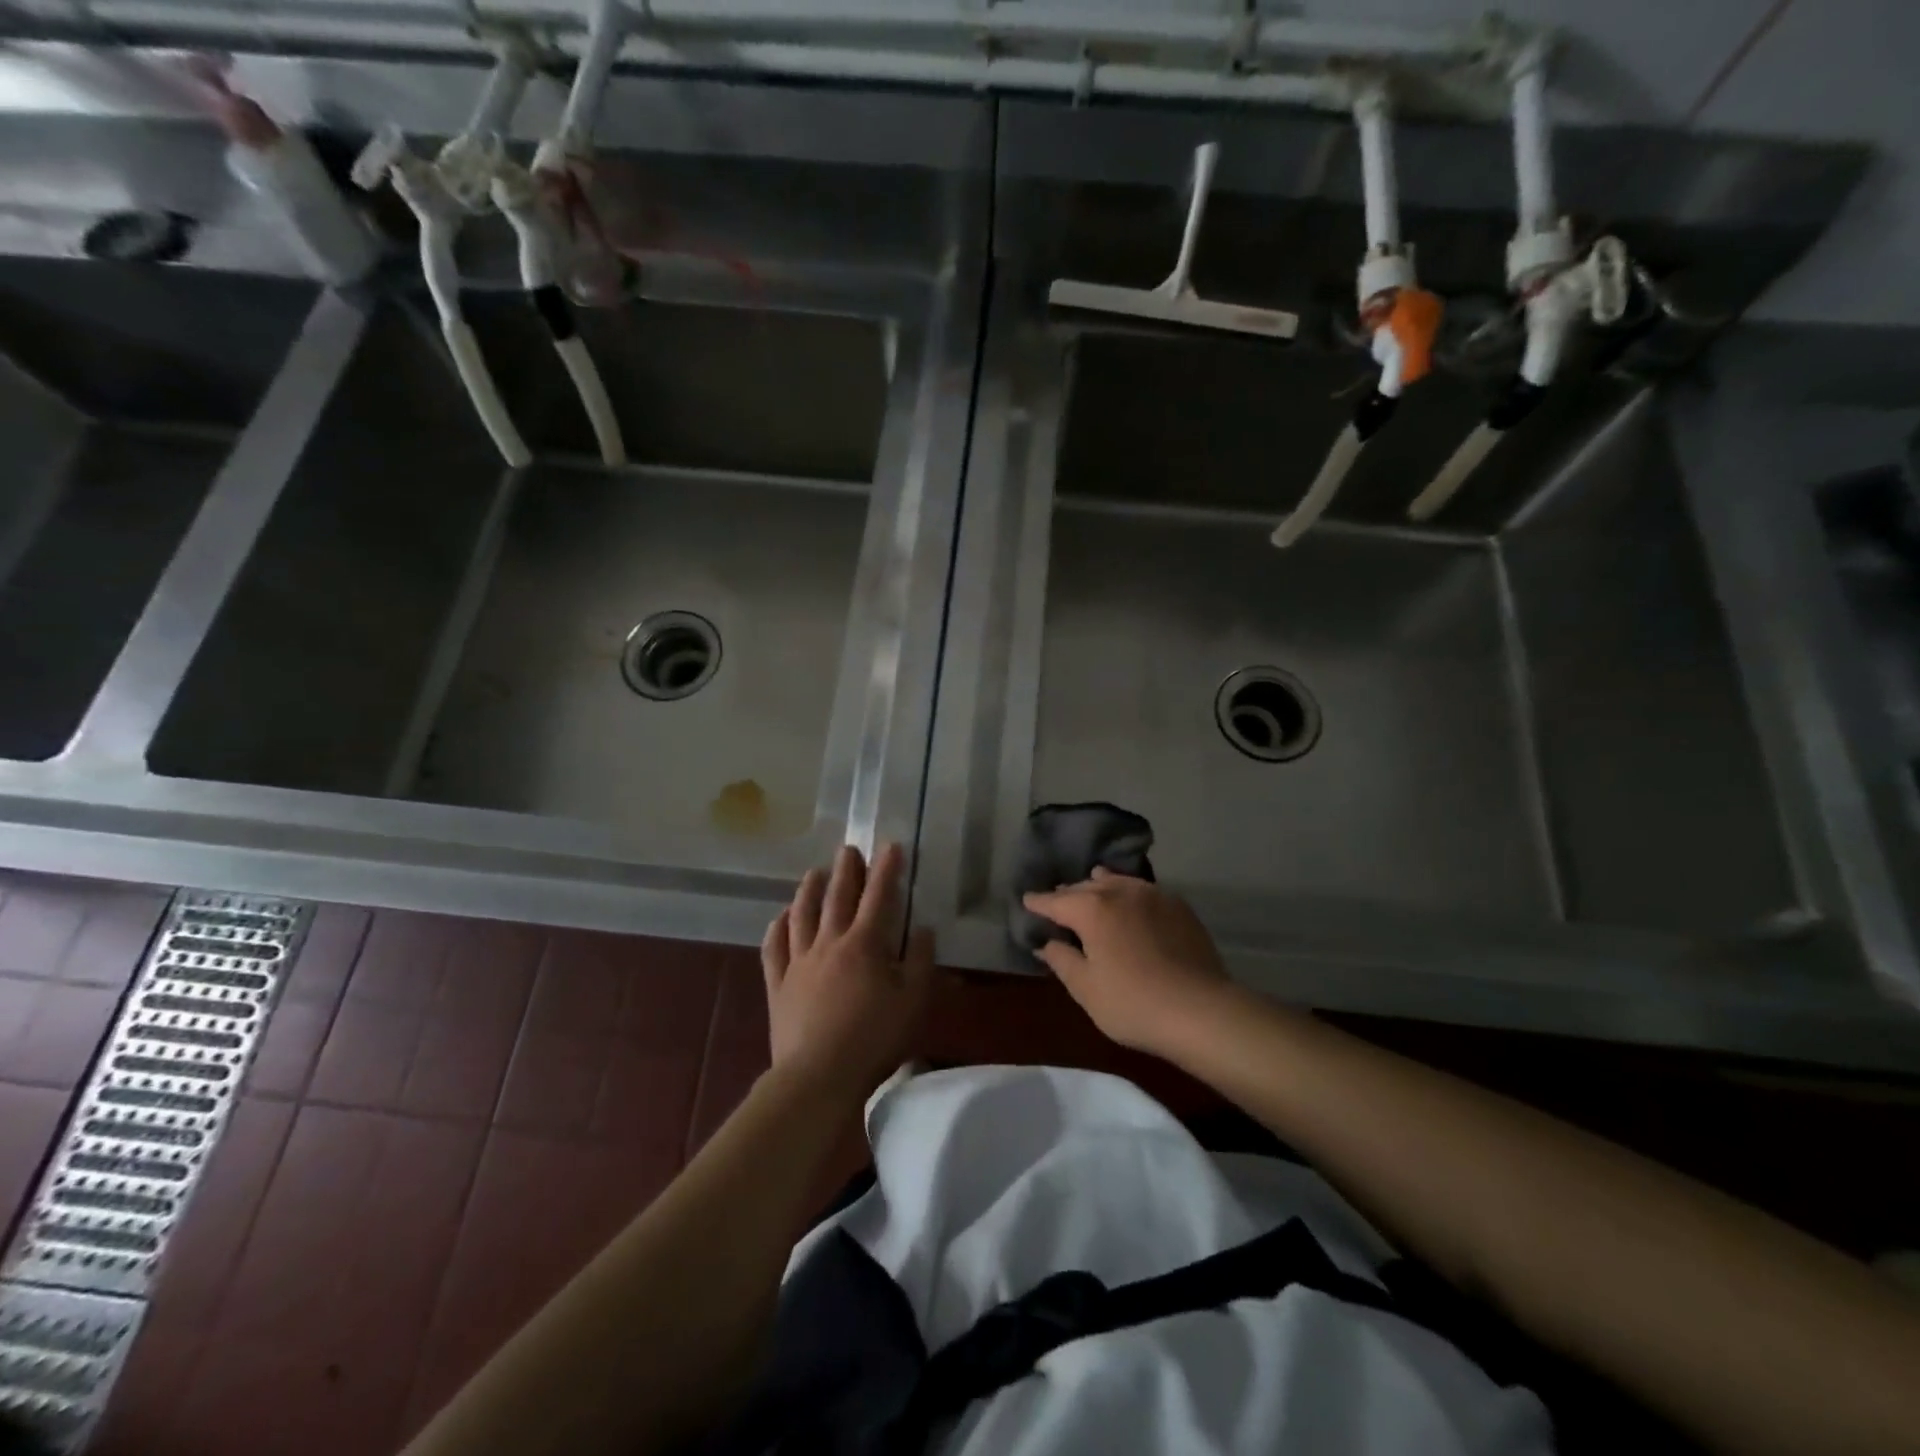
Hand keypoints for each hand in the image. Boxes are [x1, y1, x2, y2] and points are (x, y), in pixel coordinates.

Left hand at [762, 843, 934, 1105]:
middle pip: (837, 897)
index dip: (886, 869)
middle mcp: (829, 943)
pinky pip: (773, 948)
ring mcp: (799, 962)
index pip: (879, 896)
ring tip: (814, 873)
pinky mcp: (778, 984)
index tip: (890, 846)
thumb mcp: (914, 1002)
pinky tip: (779, 918)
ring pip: (802, 915)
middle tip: (848, 849)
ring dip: (809, 890)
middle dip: (846, 870)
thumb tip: (923, 929)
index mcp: (865, 944)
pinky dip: (777, 928)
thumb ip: (921, 962)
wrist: (818, 1075)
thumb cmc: (874, 1039)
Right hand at [1022, 869, 1230, 1055]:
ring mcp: (1153, 895)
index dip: (1039, 902)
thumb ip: (1062, 960)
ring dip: (1100, 884)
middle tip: (1057, 900)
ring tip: (1092, 885)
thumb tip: (1047, 944)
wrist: (1201, 1010)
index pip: (1056, 901)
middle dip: (1068, 893)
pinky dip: (1127, 892)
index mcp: (1092, 909)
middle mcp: (1120, 892)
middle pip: (1086, 886)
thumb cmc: (1133, 1003)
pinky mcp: (1178, 907)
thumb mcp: (1086, 989)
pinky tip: (1130, 902)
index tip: (1027, 900)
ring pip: (1117, 882)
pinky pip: (1143, 890)